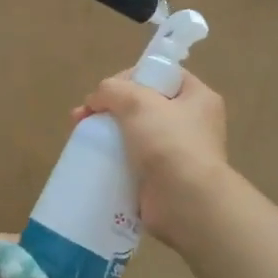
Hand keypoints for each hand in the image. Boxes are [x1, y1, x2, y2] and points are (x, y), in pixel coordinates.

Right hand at [75, 72, 233, 249]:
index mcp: (198, 98)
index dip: (132, 76)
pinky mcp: (161, 179)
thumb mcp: (138, 102)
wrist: (186, 202)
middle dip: (110, 107)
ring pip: (134, 133)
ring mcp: (177, 153)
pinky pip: (132, 162)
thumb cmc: (169, 142)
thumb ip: (112, 90)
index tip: (108, 89)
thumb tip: (95, 100)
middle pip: (144, 105)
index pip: (163, 75)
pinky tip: (92, 160)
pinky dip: (113, 160)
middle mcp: (192, 124)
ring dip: (107, 132)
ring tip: (80, 135)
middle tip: (83, 115)